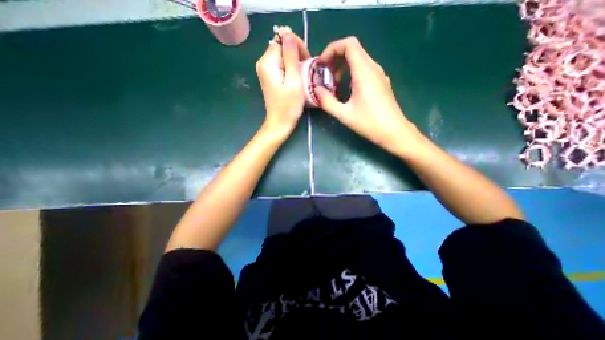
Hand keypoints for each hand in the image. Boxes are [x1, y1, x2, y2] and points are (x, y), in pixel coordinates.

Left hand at [257, 25, 311, 139]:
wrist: (280, 123)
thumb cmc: (289, 106)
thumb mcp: (293, 81)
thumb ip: (290, 56)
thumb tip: (288, 33)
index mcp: (267, 63)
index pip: (282, 40)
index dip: (296, 46)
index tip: (306, 60)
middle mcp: (263, 63)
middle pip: (281, 46)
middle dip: (296, 53)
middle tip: (306, 68)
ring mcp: (265, 71)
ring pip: (282, 55)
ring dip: (294, 61)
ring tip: (303, 73)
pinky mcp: (269, 77)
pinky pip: (281, 65)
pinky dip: (290, 67)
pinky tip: (296, 77)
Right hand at [315, 36, 421, 154]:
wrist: (394, 131)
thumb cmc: (369, 123)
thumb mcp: (344, 114)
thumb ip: (327, 101)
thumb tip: (317, 90)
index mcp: (364, 72)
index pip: (349, 44)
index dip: (332, 49)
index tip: (322, 64)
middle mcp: (373, 68)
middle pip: (353, 50)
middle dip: (335, 59)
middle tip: (325, 75)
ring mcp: (379, 74)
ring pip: (359, 60)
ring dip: (343, 67)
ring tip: (333, 85)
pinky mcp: (381, 82)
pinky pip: (364, 69)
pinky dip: (352, 73)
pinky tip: (347, 90)